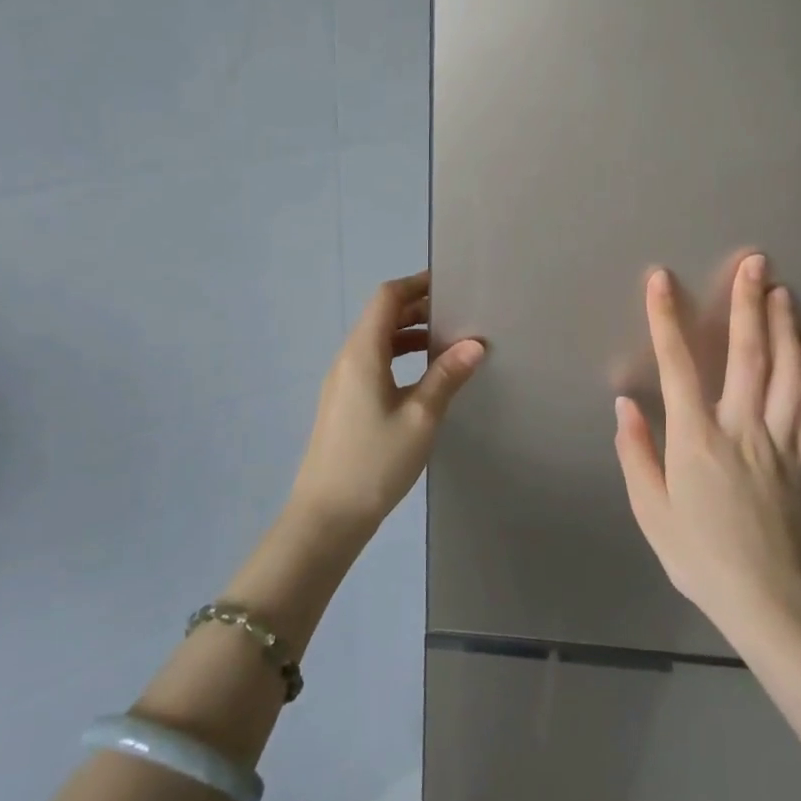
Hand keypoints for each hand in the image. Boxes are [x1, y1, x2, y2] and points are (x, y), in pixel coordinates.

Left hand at [291, 271, 485, 534]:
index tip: (449, 284)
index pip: (387, 298)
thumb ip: (446, 376)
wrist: (326, 517)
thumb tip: (475, 343)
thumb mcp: (421, 418)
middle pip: (381, 317)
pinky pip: (373, 363)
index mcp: (362, 353)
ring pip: (378, 341)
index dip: (416, 284)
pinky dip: (399, 357)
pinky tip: (424, 377)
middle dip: (418, 308)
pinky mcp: (344, 403)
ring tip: (448, 342)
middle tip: (458, 313)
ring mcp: (342, 382)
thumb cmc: (375, 462)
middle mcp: (347, 359)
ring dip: (409, 334)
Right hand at [614, 254, 800, 641]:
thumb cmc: (698, 554)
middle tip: (754, 263)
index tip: (661, 280)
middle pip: (748, 355)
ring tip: (783, 291)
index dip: (666, 320)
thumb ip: (636, 453)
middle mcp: (741, 428)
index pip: (678, 366)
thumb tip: (626, 404)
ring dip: (786, 327)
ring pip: (789, 373)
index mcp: (696, 439)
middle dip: (748, 304)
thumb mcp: (650, 510)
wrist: (765, 596)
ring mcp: (779, 440)